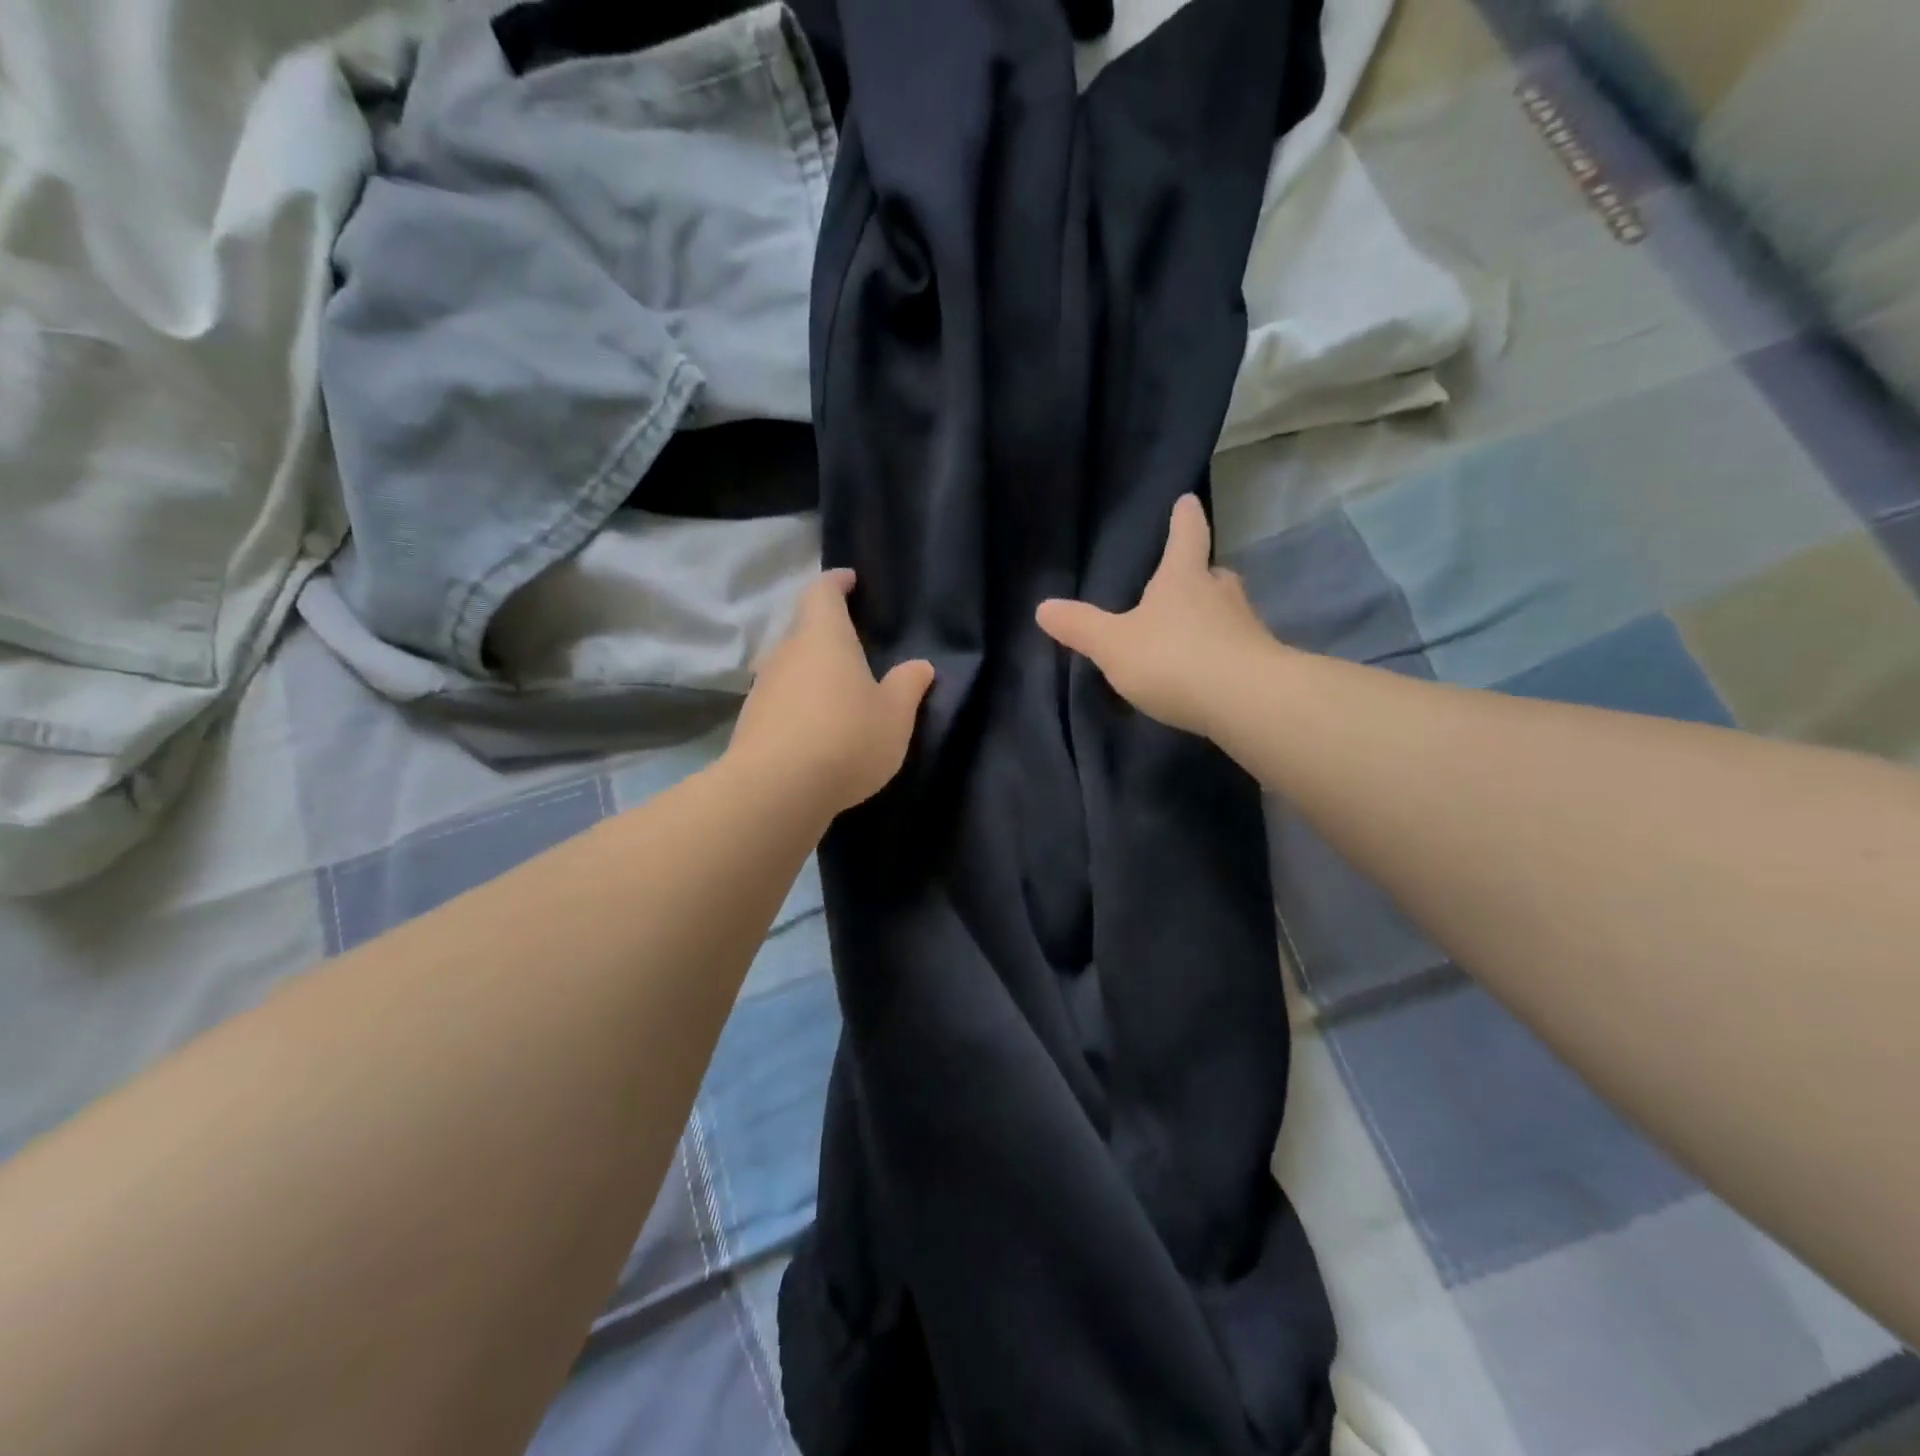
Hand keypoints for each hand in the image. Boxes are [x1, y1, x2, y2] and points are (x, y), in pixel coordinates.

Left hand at [729, 570, 935, 815]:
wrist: (776, 790)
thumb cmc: (846, 738)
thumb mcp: (894, 715)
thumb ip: (908, 686)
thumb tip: (920, 665)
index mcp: (823, 637)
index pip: (822, 592)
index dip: (836, 583)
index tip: (850, 581)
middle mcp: (786, 653)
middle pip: (804, 629)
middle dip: (827, 632)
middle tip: (855, 646)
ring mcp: (763, 687)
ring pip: (791, 666)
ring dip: (813, 672)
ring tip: (840, 692)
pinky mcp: (751, 721)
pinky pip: (781, 700)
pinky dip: (800, 704)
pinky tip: (818, 729)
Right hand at [1036, 494, 1278, 737]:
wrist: (1246, 701)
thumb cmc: (1173, 659)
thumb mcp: (1114, 645)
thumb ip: (1080, 627)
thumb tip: (1043, 606)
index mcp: (1183, 578)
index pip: (1186, 536)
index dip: (1184, 517)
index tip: (1187, 501)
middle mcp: (1220, 593)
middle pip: (1212, 573)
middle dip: (1200, 574)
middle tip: (1188, 578)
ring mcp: (1246, 627)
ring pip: (1228, 611)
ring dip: (1213, 615)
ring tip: (1193, 630)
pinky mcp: (1261, 662)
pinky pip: (1237, 648)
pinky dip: (1223, 653)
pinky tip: (1210, 671)